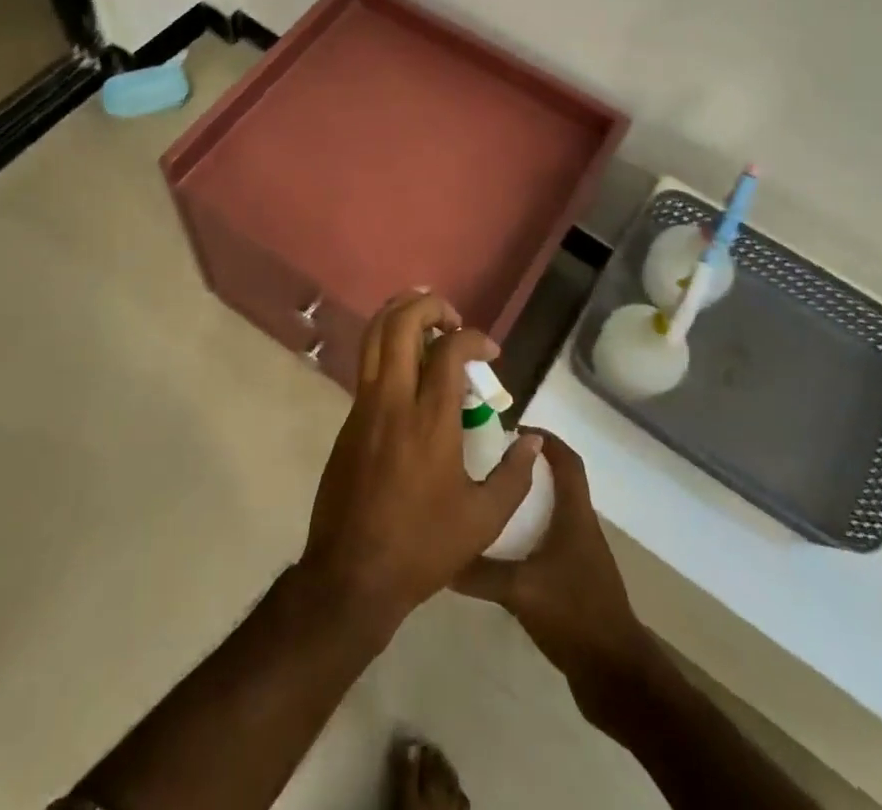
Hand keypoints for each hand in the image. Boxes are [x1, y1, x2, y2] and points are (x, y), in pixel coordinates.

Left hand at [299, 291, 540, 638]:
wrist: (351, 574)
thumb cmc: (422, 547)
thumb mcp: (483, 520)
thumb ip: (515, 476)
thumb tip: (532, 440)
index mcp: (430, 420)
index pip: (449, 349)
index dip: (473, 337)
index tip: (490, 352)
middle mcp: (393, 400)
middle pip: (401, 323)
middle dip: (429, 306)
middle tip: (452, 319)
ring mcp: (364, 406)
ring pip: (375, 335)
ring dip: (401, 314)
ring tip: (427, 319)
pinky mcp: (349, 418)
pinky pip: (367, 362)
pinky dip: (387, 344)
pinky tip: (409, 365)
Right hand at [454, 432, 653, 705]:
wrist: (616, 676)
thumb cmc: (574, 614)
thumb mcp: (520, 590)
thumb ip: (480, 572)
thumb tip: (441, 556)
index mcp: (575, 516)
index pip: (566, 461)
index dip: (545, 440)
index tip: (513, 430)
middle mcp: (581, 528)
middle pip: (558, 484)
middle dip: (528, 470)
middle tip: (491, 464)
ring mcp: (581, 557)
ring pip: (553, 516)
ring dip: (527, 505)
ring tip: (490, 503)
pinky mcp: (576, 584)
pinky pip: (549, 546)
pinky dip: (528, 538)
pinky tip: (502, 554)